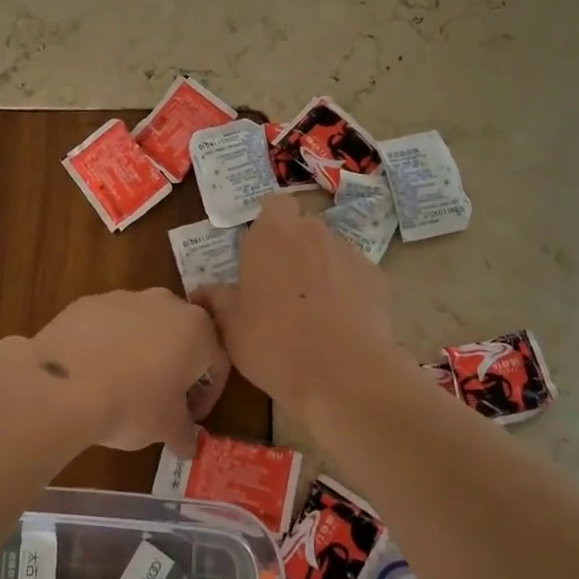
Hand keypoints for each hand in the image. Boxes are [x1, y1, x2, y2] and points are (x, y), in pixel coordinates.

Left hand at [25, 289, 229, 451]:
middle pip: (180, 336)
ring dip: (140, 351)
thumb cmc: (133, 404)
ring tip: (121, 385)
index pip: (216, 362)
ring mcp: (125, 297)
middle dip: (175, 365)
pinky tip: (93, 372)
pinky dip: (107, 343)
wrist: (65, 385)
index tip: (191, 417)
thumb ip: (185, 433)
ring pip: (143, 326)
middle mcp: (166, 303)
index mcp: (197, 330)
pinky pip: (108, 324)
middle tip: (161, 399)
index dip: (207, 395)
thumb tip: (189, 445)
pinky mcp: (89, 301)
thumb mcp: (167, 428)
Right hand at [193, 195, 396, 409]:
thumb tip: (202, 291)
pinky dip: (348, 290)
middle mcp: (313, 232)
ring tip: (313, 309)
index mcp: (273, 233)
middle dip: (294, 246)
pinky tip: (341, 323)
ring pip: (331, 250)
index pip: (274, 205)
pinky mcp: (377, 278)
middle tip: (280, 284)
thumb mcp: (230, 326)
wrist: (343, 373)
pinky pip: (355, 276)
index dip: (268, 225)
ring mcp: (350, 253)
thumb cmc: (273, 341)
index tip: (260, 253)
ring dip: (321, 268)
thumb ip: (216, 300)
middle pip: (303, 227)